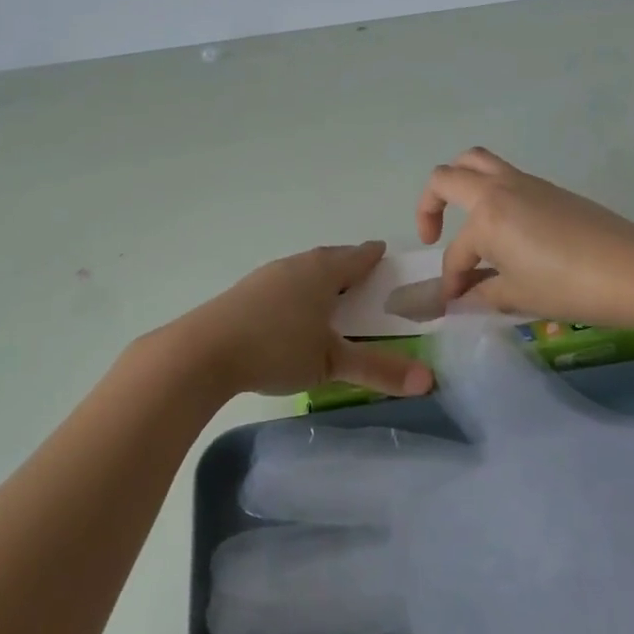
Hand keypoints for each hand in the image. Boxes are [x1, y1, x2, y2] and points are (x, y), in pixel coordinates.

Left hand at [163, 242, 433, 400]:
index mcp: (322, 271)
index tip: (383, 254)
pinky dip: (297, 292)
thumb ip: (379, 370)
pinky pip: (283, 284)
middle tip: (362, 276)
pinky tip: (293, 313)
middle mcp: (295, 265)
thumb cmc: (277, 347)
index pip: (356, 257)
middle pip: (328, 259)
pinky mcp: (245, 293)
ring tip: (330, 296)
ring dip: (319, 279)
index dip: (372, 257)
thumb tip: (429, 380)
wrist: (204, 351)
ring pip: (303, 271)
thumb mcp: (331, 362)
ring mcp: (266, 277)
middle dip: (346, 266)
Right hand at [417, 149, 633, 329]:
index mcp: (487, 215)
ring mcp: (526, 183)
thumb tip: (461, 298)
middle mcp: (500, 189)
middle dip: (430, 205)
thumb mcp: (519, 296)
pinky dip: (490, 193)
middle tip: (435, 235)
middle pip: (448, 176)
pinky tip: (503, 230)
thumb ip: (482, 294)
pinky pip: (504, 176)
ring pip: (477, 163)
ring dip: (460, 184)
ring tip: (464, 218)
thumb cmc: (570, 286)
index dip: (451, 280)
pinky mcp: (548, 188)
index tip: (455, 303)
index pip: (456, 251)